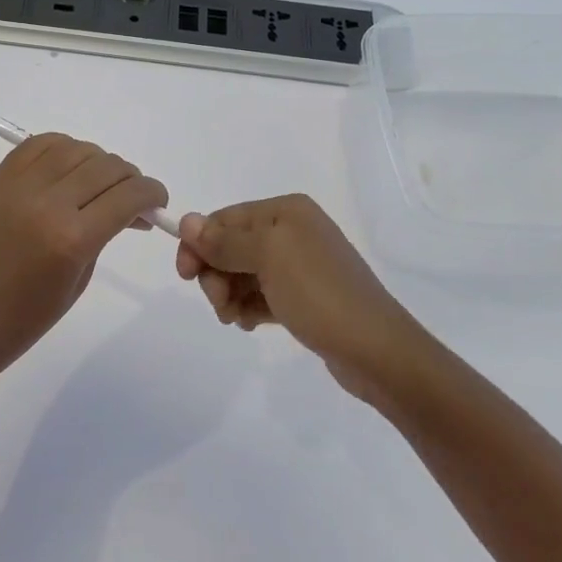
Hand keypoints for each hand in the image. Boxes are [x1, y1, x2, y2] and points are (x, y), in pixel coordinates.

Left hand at [0, 134, 168, 383]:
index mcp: (72, 239)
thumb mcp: (79, 280)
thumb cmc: (26, 319)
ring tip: (99, 183)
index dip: (152, 193)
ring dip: (97, 161)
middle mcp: (47, 203)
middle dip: (130, 178)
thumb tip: (129, 207)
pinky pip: (38, 145)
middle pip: (105, 166)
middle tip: (132, 197)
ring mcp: (18, 187)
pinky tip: (69, 168)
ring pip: (74, 148)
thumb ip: (105, 234)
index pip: (128, 195)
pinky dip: (62, 149)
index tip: (157, 201)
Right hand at [175, 195, 432, 406]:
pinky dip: (248, 306)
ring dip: (230, 294)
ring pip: (243, 273)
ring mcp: (299, 265)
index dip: (199, 244)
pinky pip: (261, 294)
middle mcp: (292, 231)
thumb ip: (224, 240)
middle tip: (219, 303)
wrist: (376, 350)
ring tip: (236, 319)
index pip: (225, 218)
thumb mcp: (268, 258)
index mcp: (286, 211)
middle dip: (216, 273)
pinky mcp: (304, 297)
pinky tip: (250, 324)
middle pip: (231, 246)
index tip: (185, 276)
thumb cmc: (319, 294)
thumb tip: (186, 220)